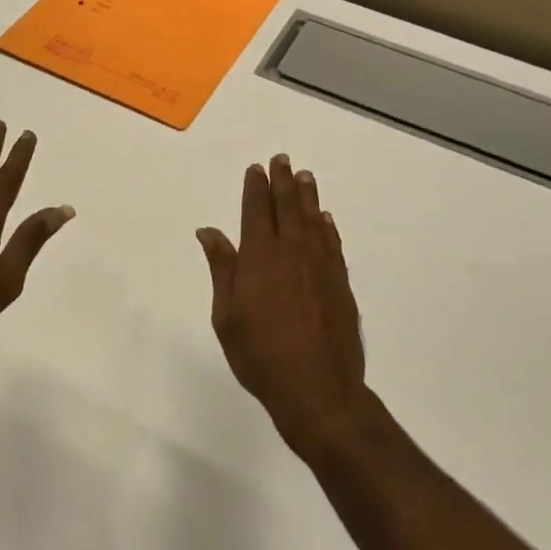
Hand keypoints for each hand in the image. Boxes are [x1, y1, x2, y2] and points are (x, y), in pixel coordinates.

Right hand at [198, 155, 367, 459]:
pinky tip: (325, 219)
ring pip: (313, 220)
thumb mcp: (227, 315)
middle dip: (282, 182)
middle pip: (287, 207)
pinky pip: (333, 244)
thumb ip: (222, 268)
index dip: (255, 188)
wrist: (318, 389)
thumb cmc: (260, 355)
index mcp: (260, 257)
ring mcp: (321, 267)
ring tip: (304, 176)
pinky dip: (328, 227)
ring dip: (308, 196)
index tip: (255, 169)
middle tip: (282, 160)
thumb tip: (209, 231)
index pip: (256, 211)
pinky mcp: (340, 284)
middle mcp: (293, 253)